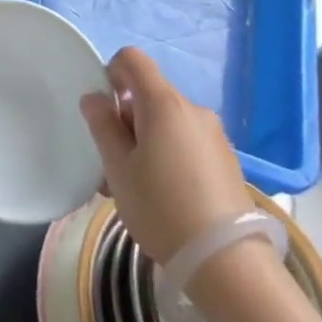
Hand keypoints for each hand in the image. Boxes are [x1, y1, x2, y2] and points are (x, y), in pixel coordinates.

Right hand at [80, 47, 251, 265]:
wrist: (226, 262)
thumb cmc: (161, 208)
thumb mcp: (118, 168)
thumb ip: (102, 125)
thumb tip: (95, 98)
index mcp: (164, 103)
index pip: (132, 59)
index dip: (111, 73)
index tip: (103, 110)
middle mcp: (193, 110)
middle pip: (149, 95)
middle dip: (126, 119)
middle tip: (113, 163)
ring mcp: (214, 135)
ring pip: (167, 123)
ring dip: (146, 141)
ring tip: (135, 187)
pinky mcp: (226, 161)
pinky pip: (186, 143)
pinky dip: (168, 156)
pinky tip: (163, 196)